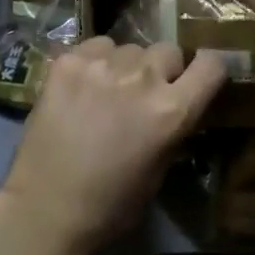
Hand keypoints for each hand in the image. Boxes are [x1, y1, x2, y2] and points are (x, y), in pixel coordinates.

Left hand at [0, 37, 225, 254]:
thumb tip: (180, 105)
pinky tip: (82, 87)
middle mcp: (142, 79)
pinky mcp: (69, 61)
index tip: (198, 77)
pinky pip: (97, 46)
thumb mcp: (158, 172)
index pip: (211, 65)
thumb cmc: (108, 205)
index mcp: (171, 112)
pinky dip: (95, 62)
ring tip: (107, 92)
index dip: (208, 69)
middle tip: (143, 94)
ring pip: (130, 47)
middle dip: (162, 70)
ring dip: (126, 66)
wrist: (43, 209)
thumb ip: (173, 128)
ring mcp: (103, 65)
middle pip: (168, 50)